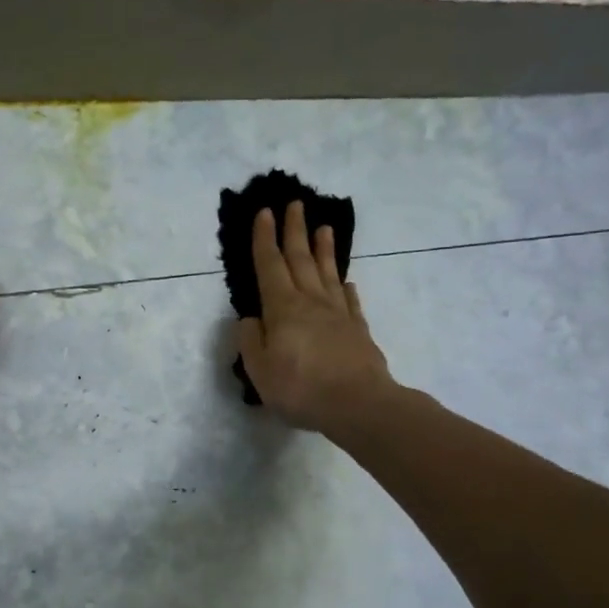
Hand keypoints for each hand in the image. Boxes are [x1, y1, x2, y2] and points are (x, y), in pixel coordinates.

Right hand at [237, 200, 392, 432]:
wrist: (358, 405)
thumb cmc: (301, 388)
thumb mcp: (260, 369)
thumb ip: (250, 341)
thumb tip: (250, 319)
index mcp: (283, 309)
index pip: (270, 265)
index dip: (264, 239)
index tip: (264, 212)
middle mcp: (311, 302)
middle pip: (301, 259)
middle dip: (295, 230)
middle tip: (295, 203)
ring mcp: (338, 315)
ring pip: (328, 273)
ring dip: (323, 249)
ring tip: (324, 227)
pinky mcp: (358, 330)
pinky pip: (351, 302)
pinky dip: (346, 288)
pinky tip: (347, 282)